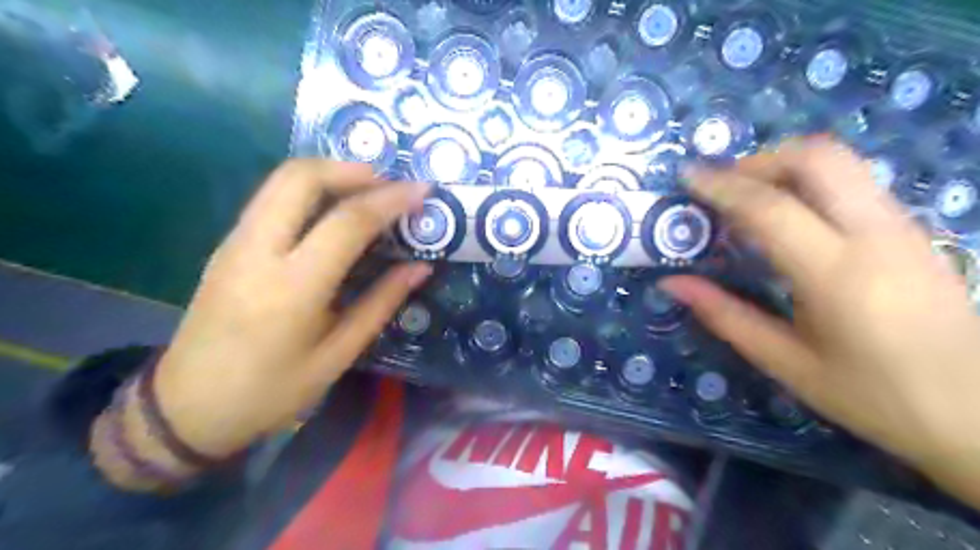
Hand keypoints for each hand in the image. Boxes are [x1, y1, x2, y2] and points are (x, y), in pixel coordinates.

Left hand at [150, 159, 430, 458]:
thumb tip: (420, 267)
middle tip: (389, 183)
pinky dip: (309, 190)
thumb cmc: (272, 391)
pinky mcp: (228, 245)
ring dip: (329, 173)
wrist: (187, 408)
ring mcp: (235, 243)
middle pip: (301, 178)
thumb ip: (381, 303)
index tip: (422, 190)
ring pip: (281, 181)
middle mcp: (258, 251)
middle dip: (352, 169)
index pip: (348, 222)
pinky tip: (333, 209)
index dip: (391, 200)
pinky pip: (271, 198)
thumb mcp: (338, 355)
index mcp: (293, 287)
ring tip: (368, 189)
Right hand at [659, 137, 978, 507]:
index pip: (770, 207)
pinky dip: (809, 183)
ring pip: (840, 163)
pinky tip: (788, 217)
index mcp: (837, 274)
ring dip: (784, 167)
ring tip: (747, 200)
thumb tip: (672, 283)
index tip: (687, 177)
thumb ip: (725, 315)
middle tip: (723, 188)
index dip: (721, 186)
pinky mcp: (912, 230)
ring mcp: (902, 226)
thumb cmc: (874, 396)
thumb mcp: (786, 363)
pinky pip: (852, 183)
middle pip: (817, 158)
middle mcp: (875, 234)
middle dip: (760, 160)